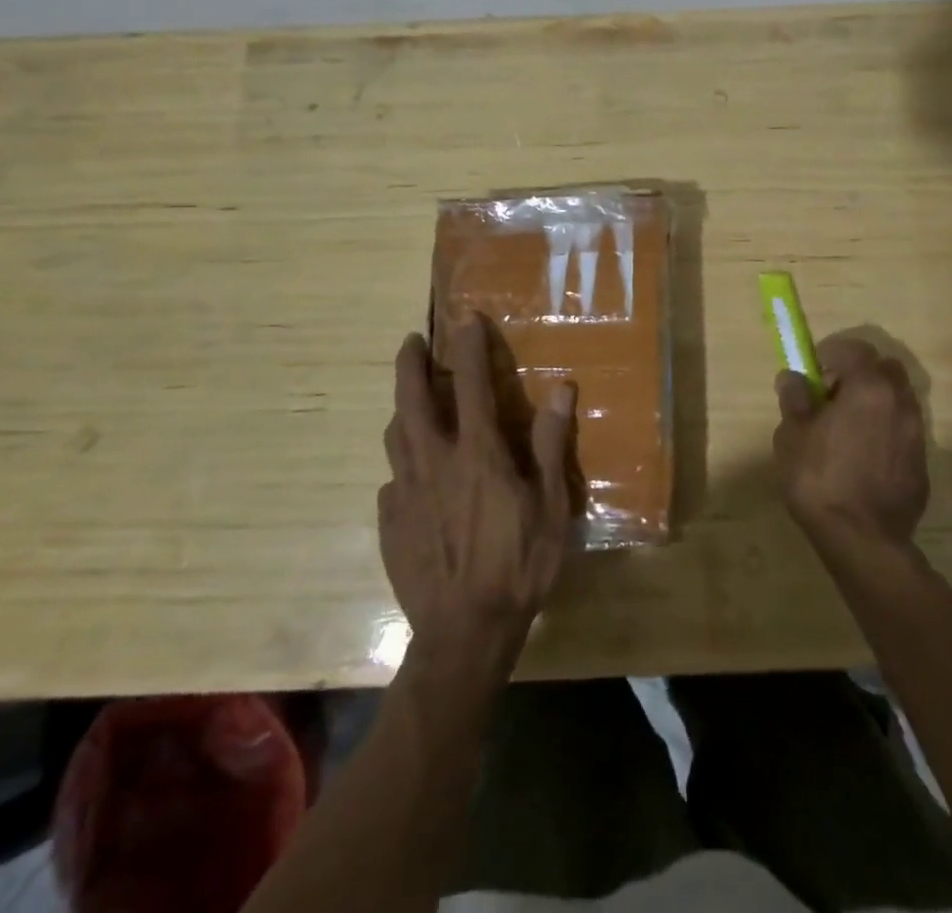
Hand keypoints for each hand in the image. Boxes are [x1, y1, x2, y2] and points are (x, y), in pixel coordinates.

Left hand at [379, 317, 576, 672]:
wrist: (464, 633)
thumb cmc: (518, 565)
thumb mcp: (550, 506)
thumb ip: (552, 445)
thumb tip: (562, 389)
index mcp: (477, 453)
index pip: (469, 384)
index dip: (468, 346)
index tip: (465, 317)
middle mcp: (434, 461)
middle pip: (411, 399)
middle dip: (410, 363)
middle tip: (412, 341)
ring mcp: (405, 492)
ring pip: (395, 435)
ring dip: (402, 409)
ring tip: (410, 403)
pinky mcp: (389, 522)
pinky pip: (391, 480)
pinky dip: (402, 465)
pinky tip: (412, 478)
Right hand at [773, 334, 928, 550]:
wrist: (862, 540)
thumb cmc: (820, 478)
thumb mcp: (792, 434)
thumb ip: (794, 398)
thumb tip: (793, 377)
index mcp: (869, 387)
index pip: (854, 349)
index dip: (831, 354)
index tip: (813, 372)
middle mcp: (900, 402)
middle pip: (884, 369)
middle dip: (859, 373)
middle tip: (832, 396)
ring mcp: (916, 433)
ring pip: (897, 399)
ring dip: (874, 402)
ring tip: (846, 428)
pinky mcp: (921, 463)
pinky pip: (902, 431)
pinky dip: (885, 431)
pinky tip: (863, 456)